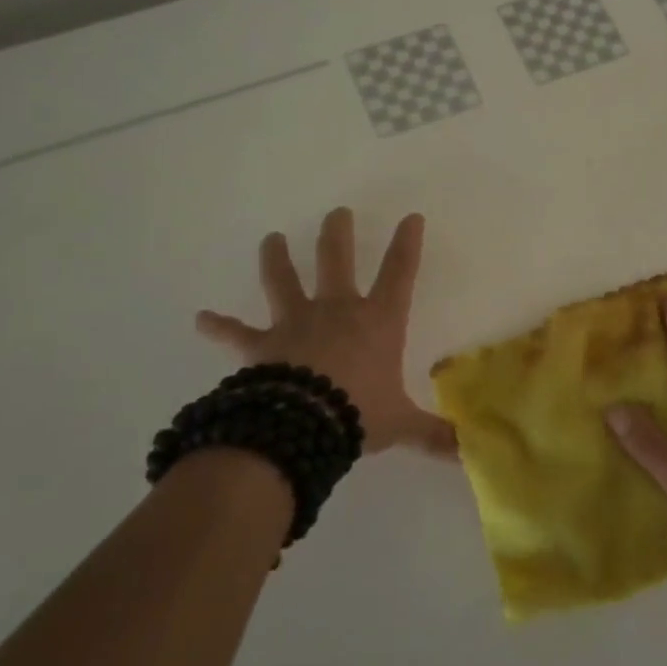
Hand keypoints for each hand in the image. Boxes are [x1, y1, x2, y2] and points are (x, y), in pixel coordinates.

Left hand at [196, 207, 456, 458]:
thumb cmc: (360, 413)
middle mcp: (337, 311)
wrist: (304, 425)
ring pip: (283, 280)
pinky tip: (200, 319)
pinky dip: (219, 326)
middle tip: (336, 213)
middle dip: (337, 234)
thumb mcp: (402, 424)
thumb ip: (433, 434)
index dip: (406, 244)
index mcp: (378, 321)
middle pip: (336, 260)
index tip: (410, 217)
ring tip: (271, 238)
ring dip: (276, 258)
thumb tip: (466, 452)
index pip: (400, 273)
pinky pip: (236, 333)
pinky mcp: (262, 345)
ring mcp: (296, 323)